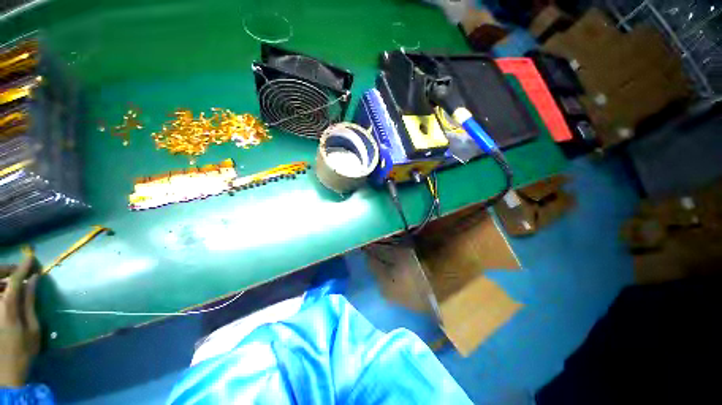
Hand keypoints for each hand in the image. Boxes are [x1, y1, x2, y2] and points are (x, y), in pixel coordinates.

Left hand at [0, 258, 39, 386]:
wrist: (4, 373)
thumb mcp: (33, 329)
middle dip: (6, 270)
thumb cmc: (23, 352)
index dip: (22, 267)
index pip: (14, 280)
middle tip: (18, 271)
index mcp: (7, 307)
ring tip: (11, 283)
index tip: (31, 258)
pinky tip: (3, 294)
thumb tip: (33, 280)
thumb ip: (30, 302)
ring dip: (1, 280)